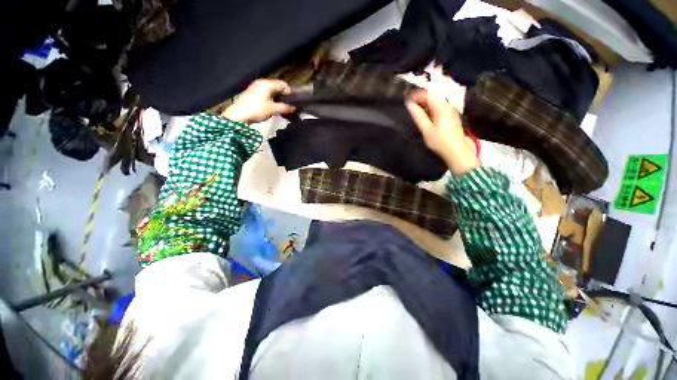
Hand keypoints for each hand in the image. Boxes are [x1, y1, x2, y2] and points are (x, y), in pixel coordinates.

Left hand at [222, 79, 294, 123]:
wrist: (239, 115)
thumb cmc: (256, 110)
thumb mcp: (273, 110)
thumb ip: (285, 108)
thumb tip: (293, 108)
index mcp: (267, 84)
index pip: (283, 84)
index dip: (289, 93)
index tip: (292, 102)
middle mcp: (261, 83)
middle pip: (277, 87)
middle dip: (283, 96)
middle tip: (287, 106)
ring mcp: (255, 87)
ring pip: (271, 91)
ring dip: (277, 98)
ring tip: (279, 108)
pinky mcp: (252, 93)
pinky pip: (265, 94)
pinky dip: (270, 99)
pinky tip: (271, 108)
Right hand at [406, 90, 478, 174]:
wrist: (457, 151)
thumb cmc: (440, 142)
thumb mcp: (427, 130)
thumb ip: (418, 116)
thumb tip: (409, 105)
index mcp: (442, 108)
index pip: (428, 94)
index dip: (416, 95)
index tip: (407, 100)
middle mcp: (447, 106)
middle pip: (433, 96)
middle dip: (420, 98)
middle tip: (409, 104)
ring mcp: (450, 111)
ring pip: (436, 101)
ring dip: (425, 103)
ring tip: (415, 109)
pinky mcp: (451, 116)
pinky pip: (439, 107)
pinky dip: (430, 108)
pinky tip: (425, 114)